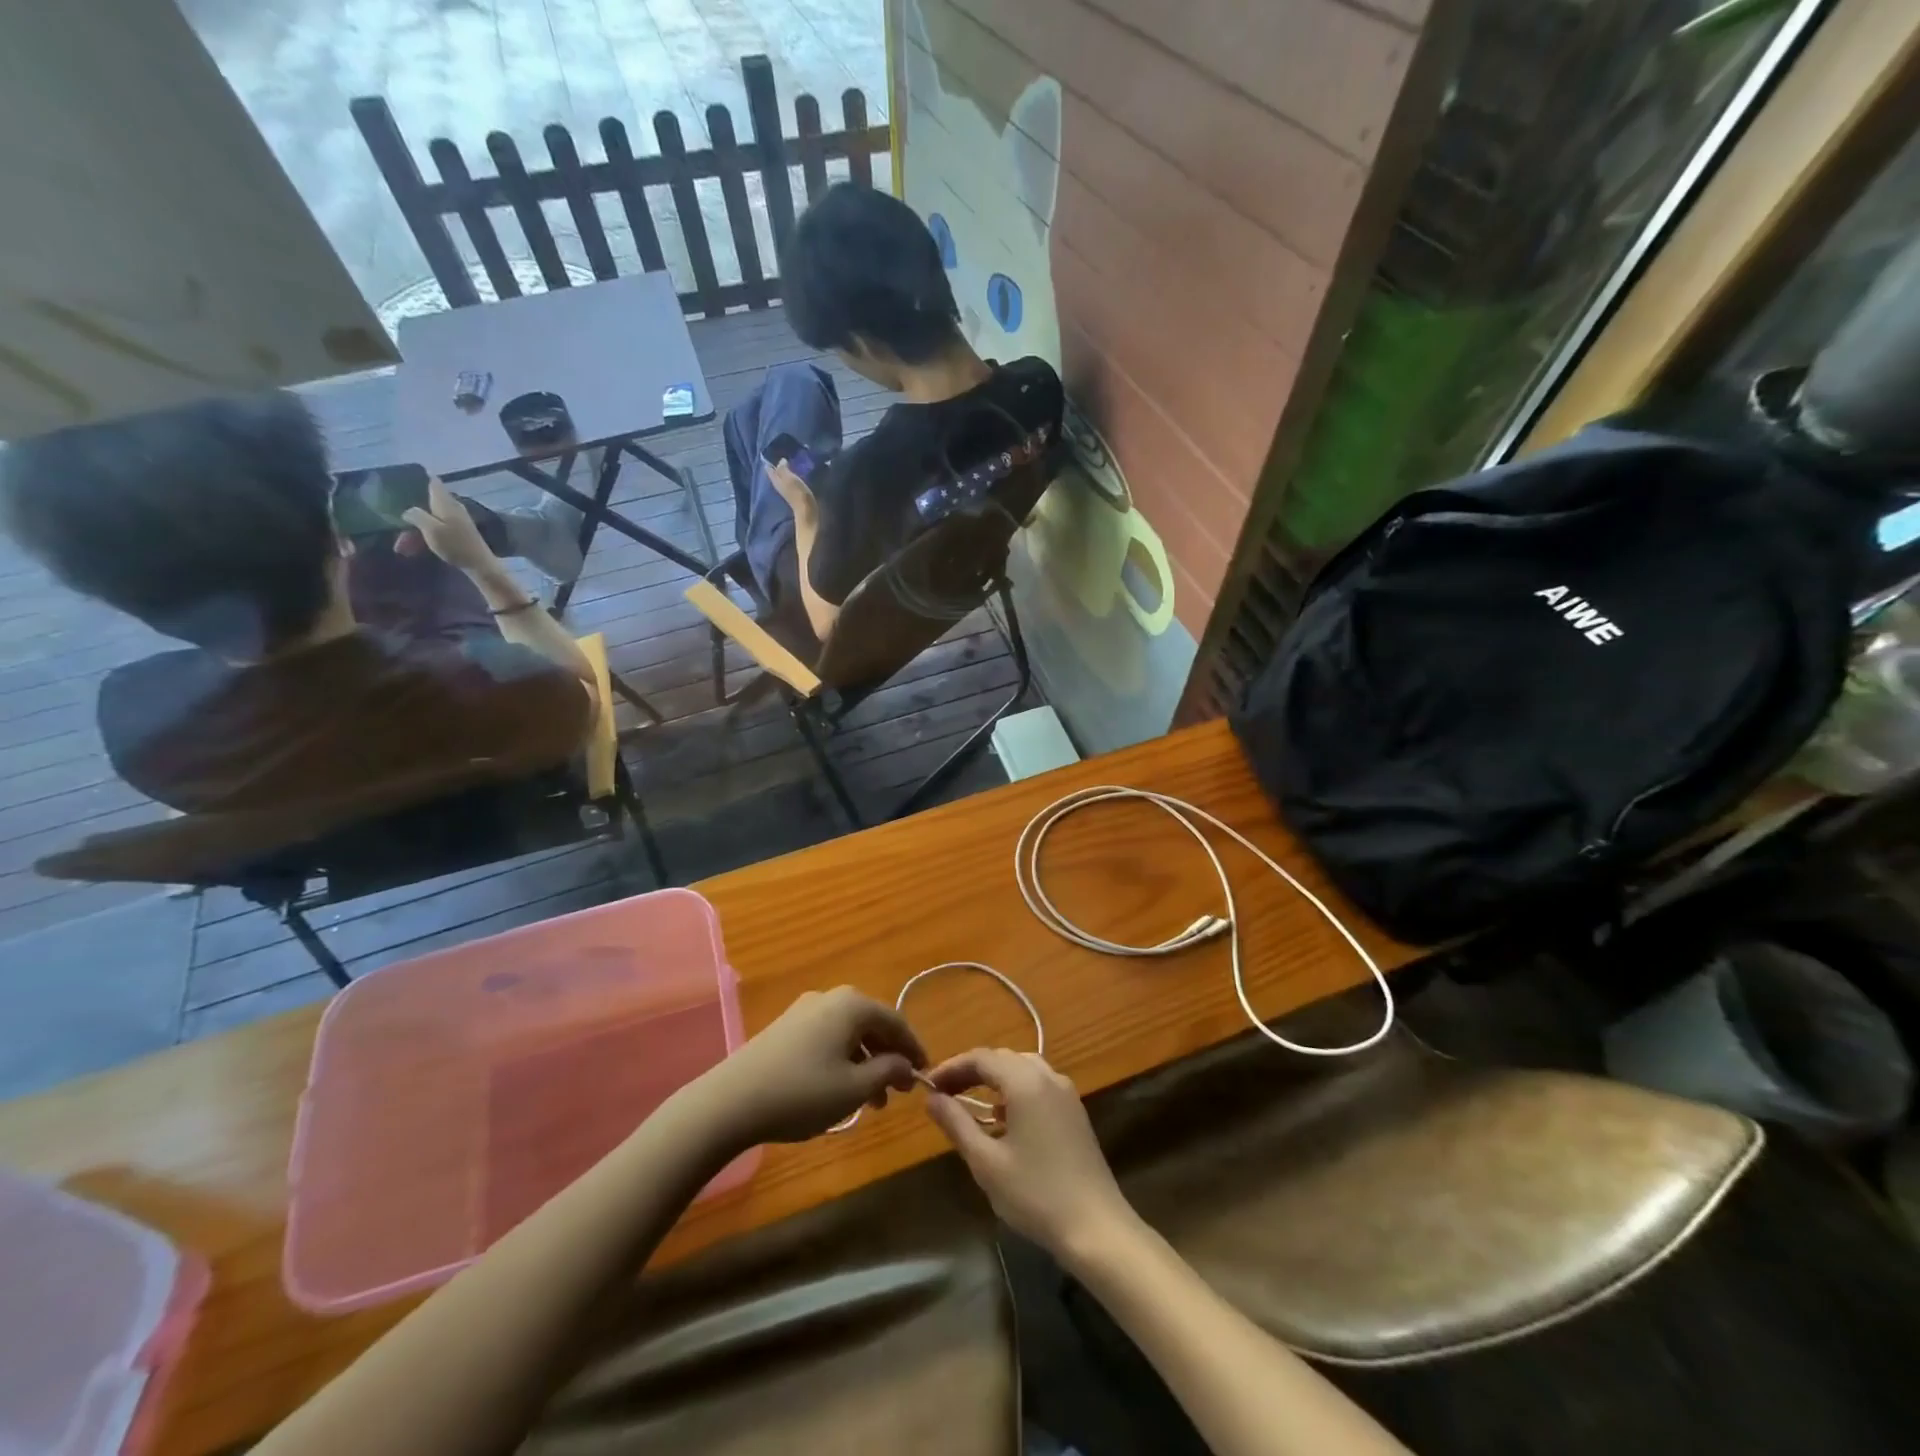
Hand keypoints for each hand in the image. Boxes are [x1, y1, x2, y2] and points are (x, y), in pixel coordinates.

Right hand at [402, 476, 499, 572]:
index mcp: (445, 502)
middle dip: (410, 515)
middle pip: (426, 504)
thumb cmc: (455, 545)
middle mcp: (451, 507)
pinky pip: (435, 530)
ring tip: (401, 548)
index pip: (433, 482)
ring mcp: (455, 520)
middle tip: (393, 524)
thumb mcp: (431, 528)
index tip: (404, 479)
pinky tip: (411, 550)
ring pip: (429, 520)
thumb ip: (416, 515)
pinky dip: (424, 537)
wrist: (480, 565)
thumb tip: (408, 510)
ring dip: (413, 532)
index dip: (420, 478)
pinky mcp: (457, 532)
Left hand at [692, 987, 925, 1145]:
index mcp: (852, 1004)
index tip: (925, 1074)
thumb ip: (888, 1072)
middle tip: (899, 1091)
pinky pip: (827, 1038)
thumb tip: (906, 1064)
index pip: (896, 1021)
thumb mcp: (854, 1088)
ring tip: (872, 1101)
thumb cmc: (802, 1092)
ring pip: (848, 1033)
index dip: (914, 1048)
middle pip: (872, 1024)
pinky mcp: (785, 1028)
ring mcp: (804, 1010)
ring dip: (866, 1062)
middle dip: (889, 1057)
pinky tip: (840, 1089)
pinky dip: (843, 1060)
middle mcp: (830, 998)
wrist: (730, 1101)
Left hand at [767, 458, 816, 518]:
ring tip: (792, 460)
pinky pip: (790, 481)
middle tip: (784, 453)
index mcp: (775, 480)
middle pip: (775, 472)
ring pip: (783, 476)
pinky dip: (792, 475)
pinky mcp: (794, 493)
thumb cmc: (797, 493)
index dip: (770, 459)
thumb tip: (781, 460)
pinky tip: (797, 471)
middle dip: (778, 463)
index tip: (774, 450)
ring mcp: (786, 489)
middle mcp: (778, 484)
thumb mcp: (789, 478)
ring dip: (786, 469)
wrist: (807, 511)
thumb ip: (783, 468)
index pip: (769, 467)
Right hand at [924, 1049, 1132, 1256]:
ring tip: (968, 1103)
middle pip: (1002, 1059)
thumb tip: (932, 1098)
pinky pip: (1038, 1085)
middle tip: (943, 1094)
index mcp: (1026, 1082)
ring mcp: (1066, 1093)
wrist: (1096, 1227)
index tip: (928, 1086)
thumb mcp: (986, 1162)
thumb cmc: (1035, 1194)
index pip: (981, 1058)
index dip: (951, 1067)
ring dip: (993, 1080)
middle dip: (971, 1071)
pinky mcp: (1074, 1112)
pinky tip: (1003, 1120)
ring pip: (1022, 1069)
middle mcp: (1048, 1076)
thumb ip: (956, 1123)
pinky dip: (1014, 1091)